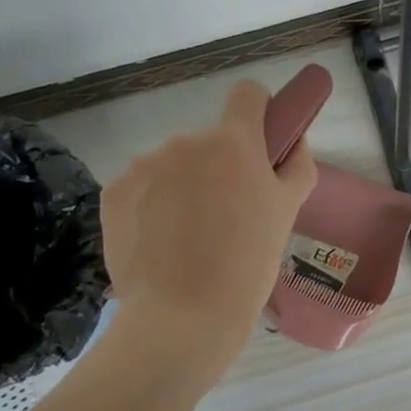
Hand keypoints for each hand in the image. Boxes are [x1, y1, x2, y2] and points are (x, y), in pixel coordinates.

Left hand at [100, 79, 316, 369]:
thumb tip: (292, 142)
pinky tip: (161, 245)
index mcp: (233, 143)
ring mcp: (144, 165)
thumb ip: (296, 167)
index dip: (260, 113)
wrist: (182, 316)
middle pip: (210, 142)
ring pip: (174, 167)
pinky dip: (153, 207)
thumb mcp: (287, 215)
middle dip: (220, 168)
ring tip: (191, 239)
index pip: (248, 94)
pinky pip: (143, 188)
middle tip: (229, 218)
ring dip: (185, 188)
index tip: (263, 143)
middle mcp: (185, 142)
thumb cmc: (247, 266)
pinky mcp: (113, 193)